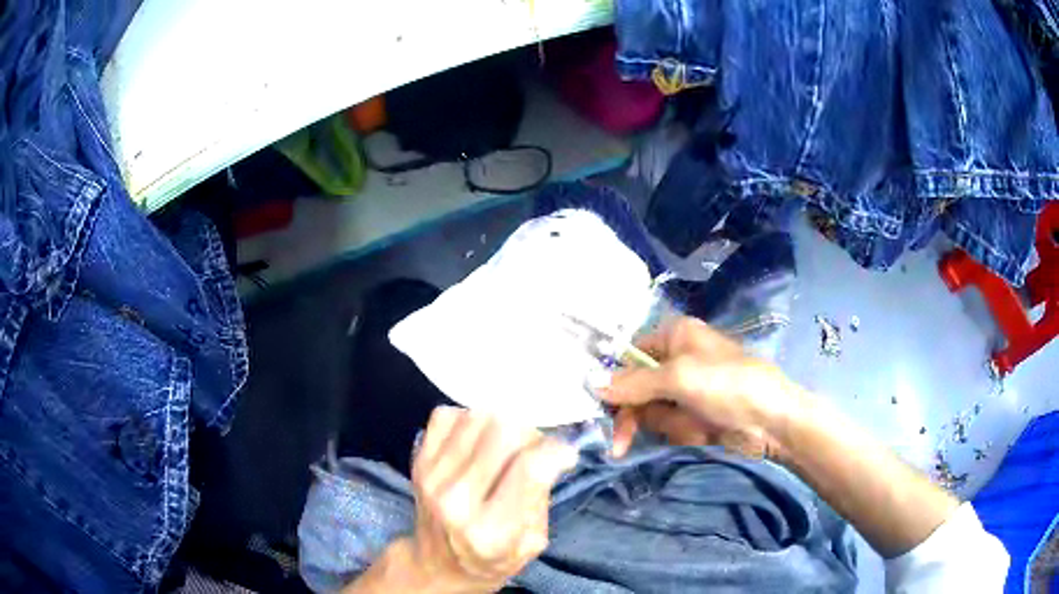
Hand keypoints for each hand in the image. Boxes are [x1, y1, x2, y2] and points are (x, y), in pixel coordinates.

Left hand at [405, 407, 577, 592]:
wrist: (438, 563)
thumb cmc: (492, 558)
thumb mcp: (531, 543)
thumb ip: (542, 497)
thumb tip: (555, 449)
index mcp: (491, 531)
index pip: (529, 468)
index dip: (556, 450)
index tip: (565, 454)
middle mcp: (455, 500)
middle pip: (504, 430)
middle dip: (530, 435)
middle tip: (533, 452)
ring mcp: (432, 475)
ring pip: (478, 416)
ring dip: (500, 426)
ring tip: (504, 448)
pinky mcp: (418, 459)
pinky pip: (448, 415)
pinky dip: (468, 421)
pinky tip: (476, 442)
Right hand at [599, 317, 792, 459]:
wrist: (771, 421)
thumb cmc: (727, 385)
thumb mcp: (678, 377)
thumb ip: (634, 381)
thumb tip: (592, 384)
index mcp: (674, 335)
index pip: (629, 354)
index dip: (613, 379)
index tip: (599, 407)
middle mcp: (676, 358)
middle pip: (634, 387)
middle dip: (633, 416)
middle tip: (619, 444)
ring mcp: (686, 388)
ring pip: (649, 410)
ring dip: (665, 425)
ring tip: (693, 426)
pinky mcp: (694, 413)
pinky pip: (669, 424)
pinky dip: (680, 432)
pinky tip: (701, 432)